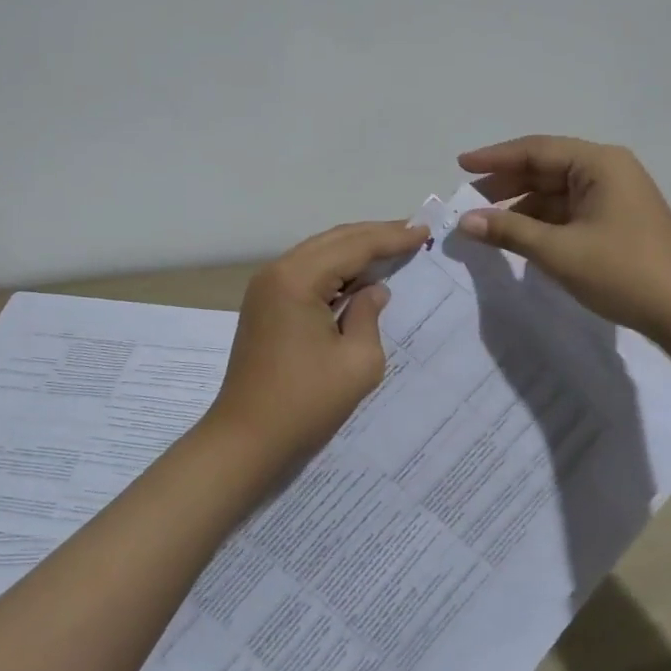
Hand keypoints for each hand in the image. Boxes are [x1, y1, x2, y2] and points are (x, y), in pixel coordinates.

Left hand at [208, 219, 430, 477]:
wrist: (245, 439)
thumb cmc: (305, 403)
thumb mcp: (357, 362)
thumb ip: (370, 315)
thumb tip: (374, 290)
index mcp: (298, 279)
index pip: (354, 246)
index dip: (392, 238)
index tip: (425, 231)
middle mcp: (277, 272)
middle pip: (334, 240)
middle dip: (374, 235)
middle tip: (413, 232)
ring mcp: (265, 287)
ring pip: (318, 252)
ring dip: (354, 250)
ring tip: (392, 247)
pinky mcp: (264, 305)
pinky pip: (306, 272)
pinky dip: (335, 269)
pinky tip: (358, 276)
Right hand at [455, 135, 670, 336]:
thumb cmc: (623, 272)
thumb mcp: (559, 252)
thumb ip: (509, 231)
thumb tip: (465, 222)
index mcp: (598, 164)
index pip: (536, 150)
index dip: (494, 158)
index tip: (460, 165)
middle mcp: (607, 171)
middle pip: (545, 168)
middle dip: (505, 183)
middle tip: (468, 200)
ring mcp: (614, 196)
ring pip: (555, 192)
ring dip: (521, 206)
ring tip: (485, 223)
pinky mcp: (616, 220)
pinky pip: (568, 211)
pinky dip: (541, 221)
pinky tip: (518, 237)